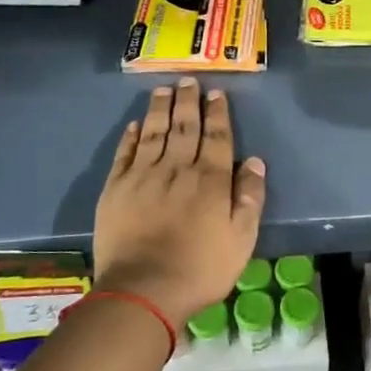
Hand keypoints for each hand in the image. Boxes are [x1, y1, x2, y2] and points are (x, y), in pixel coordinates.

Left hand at [93, 79, 266, 330]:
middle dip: (188, 102)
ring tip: (163, 89)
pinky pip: (125, 154)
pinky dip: (131, 136)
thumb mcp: (242, 239)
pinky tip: (136, 124)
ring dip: (160, 109)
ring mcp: (143, 176)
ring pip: (154, 133)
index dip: (218, 114)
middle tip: (189, 79)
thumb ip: (250, 198)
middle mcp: (177, 169)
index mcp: (211, 180)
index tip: (216, 93)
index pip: (217, 137)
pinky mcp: (115, 189)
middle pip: (185, 127)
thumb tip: (255, 161)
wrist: (143, 290)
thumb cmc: (201, 268)